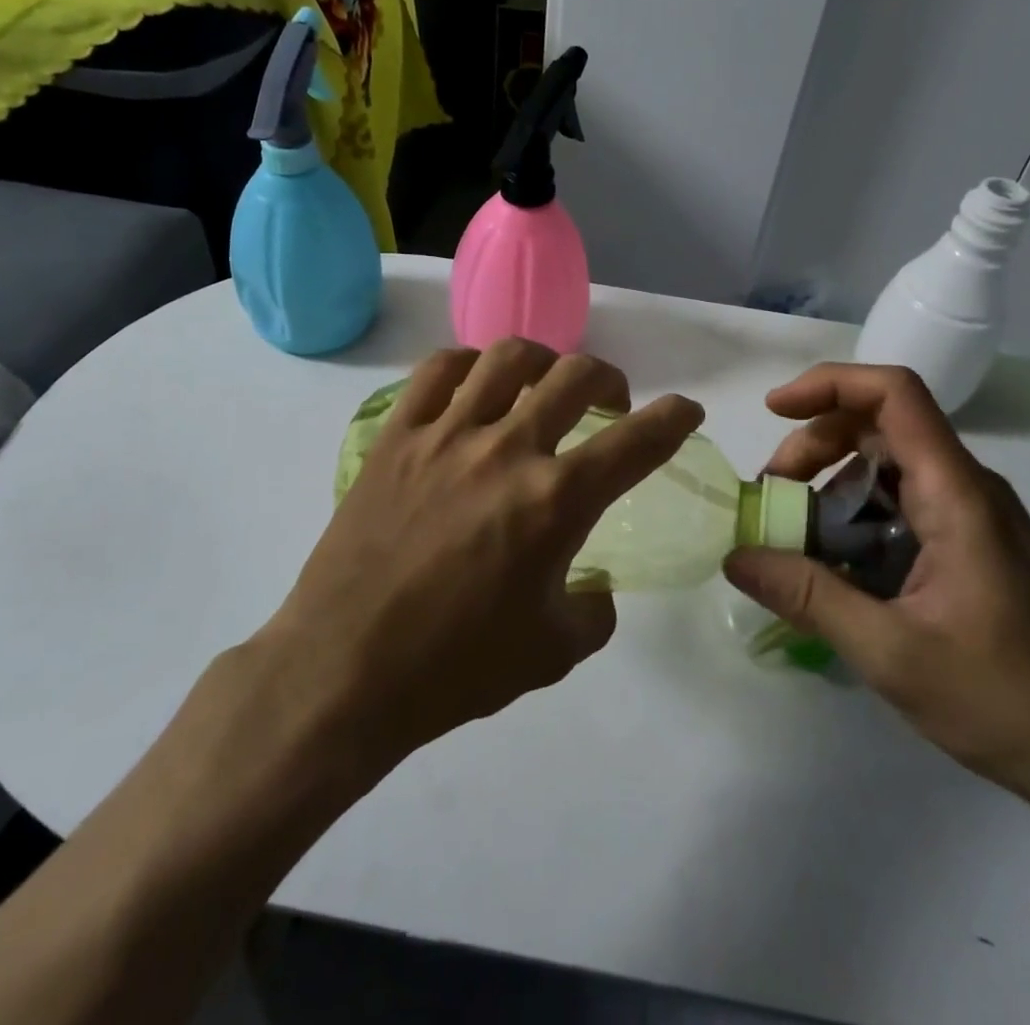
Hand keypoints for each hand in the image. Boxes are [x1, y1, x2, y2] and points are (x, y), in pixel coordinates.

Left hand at [260, 340, 703, 772]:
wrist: (345, 671)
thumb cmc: (455, 669)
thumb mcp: (552, 653)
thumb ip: (594, 612)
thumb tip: (595, 585)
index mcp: (555, 501)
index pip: (637, 441)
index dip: (674, 418)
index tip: (685, 410)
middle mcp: (507, 449)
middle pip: (576, 376)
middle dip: (609, 380)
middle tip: (610, 402)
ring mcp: (446, 434)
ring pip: (508, 357)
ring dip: (543, 362)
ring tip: (543, 384)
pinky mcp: (396, 435)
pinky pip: (438, 370)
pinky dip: (470, 364)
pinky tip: (475, 385)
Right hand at [724, 364, 1029, 824]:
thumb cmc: (1010, 701)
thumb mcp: (892, 653)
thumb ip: (808, 597)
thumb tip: (735, 556)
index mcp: (956, 493)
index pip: (894, 394)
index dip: (829, 384)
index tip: (773, 411)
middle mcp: (967, 489)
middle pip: (880, 426)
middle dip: (815, 446)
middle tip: (773, 496)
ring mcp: (973, 519)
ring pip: (889, 469)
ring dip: (832, 487)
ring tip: (795, 540)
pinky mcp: (973, 548)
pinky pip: (903, 508)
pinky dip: (858, 520)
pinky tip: (837, 571)